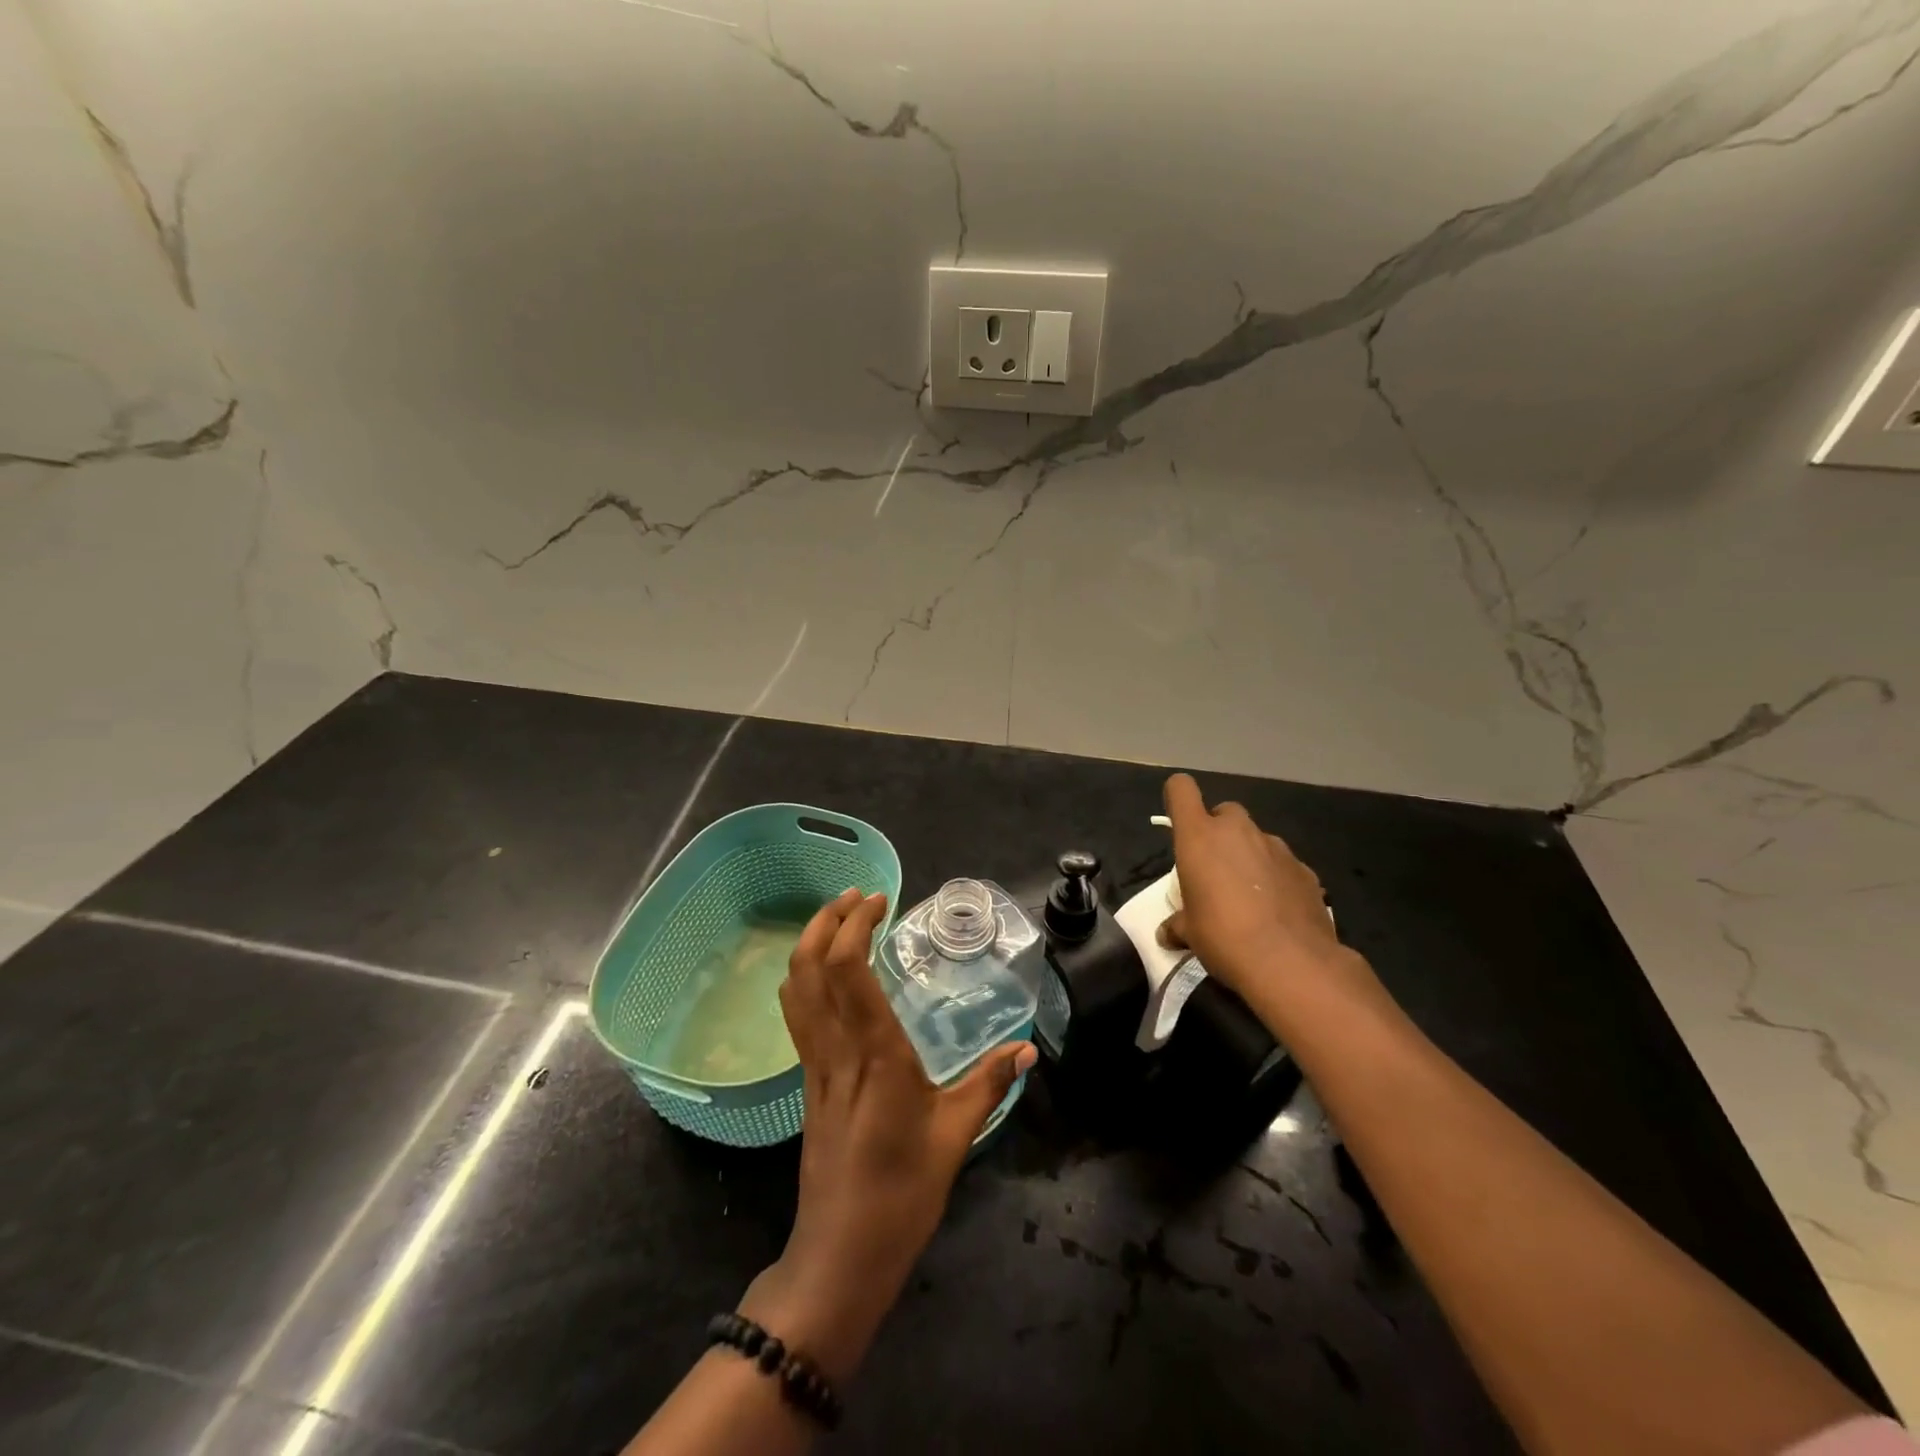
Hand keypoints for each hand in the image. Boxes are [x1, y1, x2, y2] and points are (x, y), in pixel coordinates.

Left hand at [744, 887, 1036, 1382]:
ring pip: (794, 989)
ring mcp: (815, 1066)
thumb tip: (1026, 1050)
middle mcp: (836, 1050)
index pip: (847, 971)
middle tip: (857, 896)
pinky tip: (828, 975)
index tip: (878, 900)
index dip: (854, 926)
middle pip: (809, 968)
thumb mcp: (955, 1137)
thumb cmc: (902, 1195)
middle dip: (826, 921)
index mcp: (875, 1055)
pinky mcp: (807, 1082)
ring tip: (839, 920)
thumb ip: (989, 1084)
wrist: (839, 1256)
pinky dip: (805, 977)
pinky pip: (798, 1015)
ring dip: (809, 943)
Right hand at [1158, 773, 1364, 1011]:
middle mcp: (1238, 830)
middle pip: (1223, 812)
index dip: (1177, 799)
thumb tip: (1167, 933)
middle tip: (1214, 870)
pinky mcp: (1305, 869)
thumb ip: (1177, 924)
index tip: (1179, 824)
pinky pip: (1281, 864)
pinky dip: (1276, 879)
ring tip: (1249, 898)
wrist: (1292, 963)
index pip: (1181, 789)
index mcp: (1200, 836)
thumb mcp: (1189, 933)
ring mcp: (1276, 847)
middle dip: (1218, 834)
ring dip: (1248, 857)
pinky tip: (1277, 912)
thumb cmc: (1224, 937)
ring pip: (1256, 839)